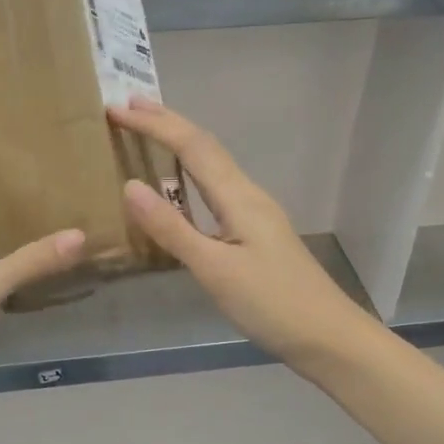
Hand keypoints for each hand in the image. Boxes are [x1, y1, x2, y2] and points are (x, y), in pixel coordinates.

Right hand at [111, 100, 373, 375]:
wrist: (328, 337)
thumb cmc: (271, 303)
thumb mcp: (214, 269)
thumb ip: (172, 228)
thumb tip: (130, 186)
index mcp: (238, 197)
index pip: (191, 146)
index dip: (153, 124)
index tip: (116, 109)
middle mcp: (248, 195)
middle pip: (205, 146)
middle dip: (166, 122)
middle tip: (127, 106)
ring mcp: (255, 213)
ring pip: (212, 165)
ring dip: (179, 143)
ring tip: (148, 133)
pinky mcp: (255, 232)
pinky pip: (216, 188)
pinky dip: (190, 173)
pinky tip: (181, 187)